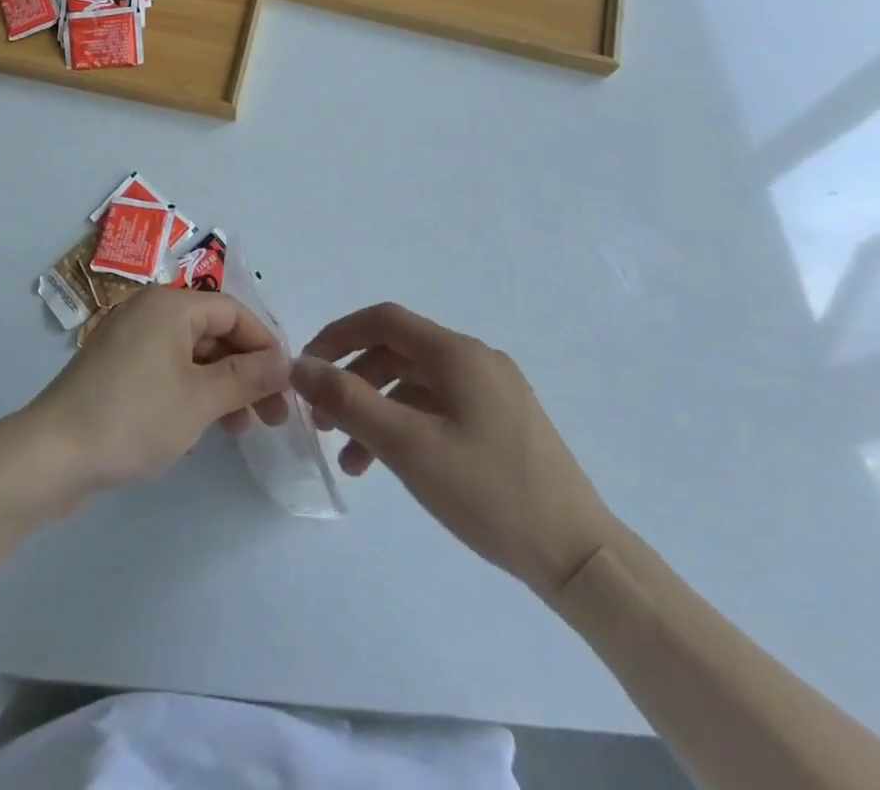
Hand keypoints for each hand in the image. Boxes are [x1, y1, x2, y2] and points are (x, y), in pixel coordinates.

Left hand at [25, 287, 291, 499]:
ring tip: (242, 429)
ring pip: (192, 354)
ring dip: (222, 386)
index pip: (233, 311)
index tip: (288, 385)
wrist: (54, 453)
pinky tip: (203, 428)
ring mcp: (130, 339)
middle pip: (213, 331)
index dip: (265, 344)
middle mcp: (149, 312)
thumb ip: (247, 377)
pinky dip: (192, 392)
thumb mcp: (200, 399)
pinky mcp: (117, 368)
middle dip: (246, 370)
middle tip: (272, 416)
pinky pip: (168, 369)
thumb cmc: (133, 417)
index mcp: (170, 305)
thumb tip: (285, 361)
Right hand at [291, 303, 616, 600]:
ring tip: (351, 458)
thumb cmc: (488, 492)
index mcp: (457, 353)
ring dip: (376, 410)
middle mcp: (476, 360)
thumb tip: (300, 365)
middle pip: (397, 352)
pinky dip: (407, 426)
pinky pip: (440, 408)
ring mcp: (494, 392)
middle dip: (353, 380)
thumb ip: (348, 400)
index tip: (307, 368)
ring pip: (416, 384)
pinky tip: (392, 465)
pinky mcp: (503, 423)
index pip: (383, 320)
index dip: (337, 335)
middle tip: (322, 419)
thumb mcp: (406, 445)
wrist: (579, 558)